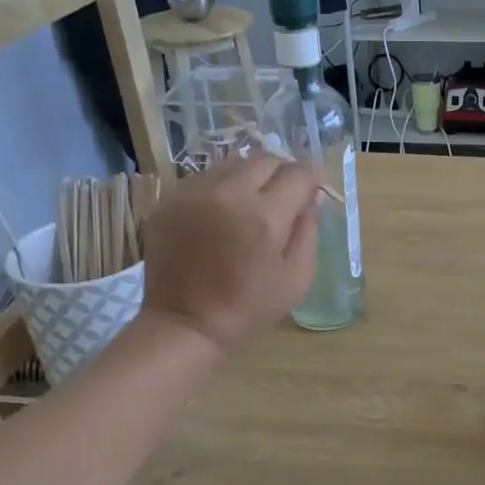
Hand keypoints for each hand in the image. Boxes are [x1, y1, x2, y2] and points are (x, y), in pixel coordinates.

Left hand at [140, 153, 321, 354]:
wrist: (186, 325)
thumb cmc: (249, 309)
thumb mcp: (297, 278)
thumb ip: (309, 232)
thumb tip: (311, 199)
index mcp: (264, 216)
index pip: (299, 173)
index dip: (313, 178)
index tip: (315, 189)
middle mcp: (228, 193)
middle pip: (265, 159)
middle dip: (282, 173)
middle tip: (285, 196)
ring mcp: (193, 193)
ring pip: (232, 164)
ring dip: (249, 177)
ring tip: (251, 204)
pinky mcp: (169, 201)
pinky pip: (203, 179)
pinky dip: (220, 189)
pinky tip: (221, 215)